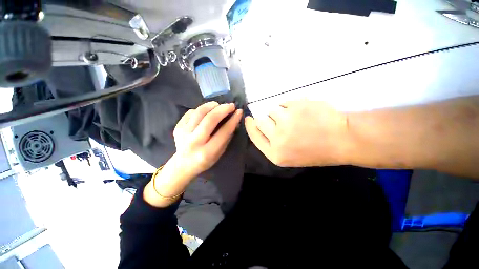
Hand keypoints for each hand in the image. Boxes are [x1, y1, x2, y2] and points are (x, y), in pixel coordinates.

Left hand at [172, 101, 242, 177]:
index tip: (239, 112)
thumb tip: (234, 120)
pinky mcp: (177, 127)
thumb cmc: (205, 161)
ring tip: (219, 105)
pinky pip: (191, 112)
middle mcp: (194, 142)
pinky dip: (201, 109)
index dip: (233, 120)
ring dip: (212, 106)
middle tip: (231, 105)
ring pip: (199, 112)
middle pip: (210, 119)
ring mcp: (183, 133)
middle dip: (223, 109)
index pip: (223, 132)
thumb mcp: (219, 153)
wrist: (182, 165)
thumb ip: (227, 137)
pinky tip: (206, 112)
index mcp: (207, 152)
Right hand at [245, 100, 349, 166]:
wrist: (343, 140)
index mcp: (275, 153)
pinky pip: (284, 103)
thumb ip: (272, 143)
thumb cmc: (316, 151)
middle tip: (281, 121)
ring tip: (297, 119)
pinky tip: (303, 112)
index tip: (248, 118)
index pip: (255, 136)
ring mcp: (286, 121)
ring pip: (273, 111)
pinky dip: (290, 106)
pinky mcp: (295, 107)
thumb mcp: (289, 156)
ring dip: (281, 113)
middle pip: (260, 121)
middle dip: (267, 120)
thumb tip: (259, 125)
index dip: (250, 126)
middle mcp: (277, 138)